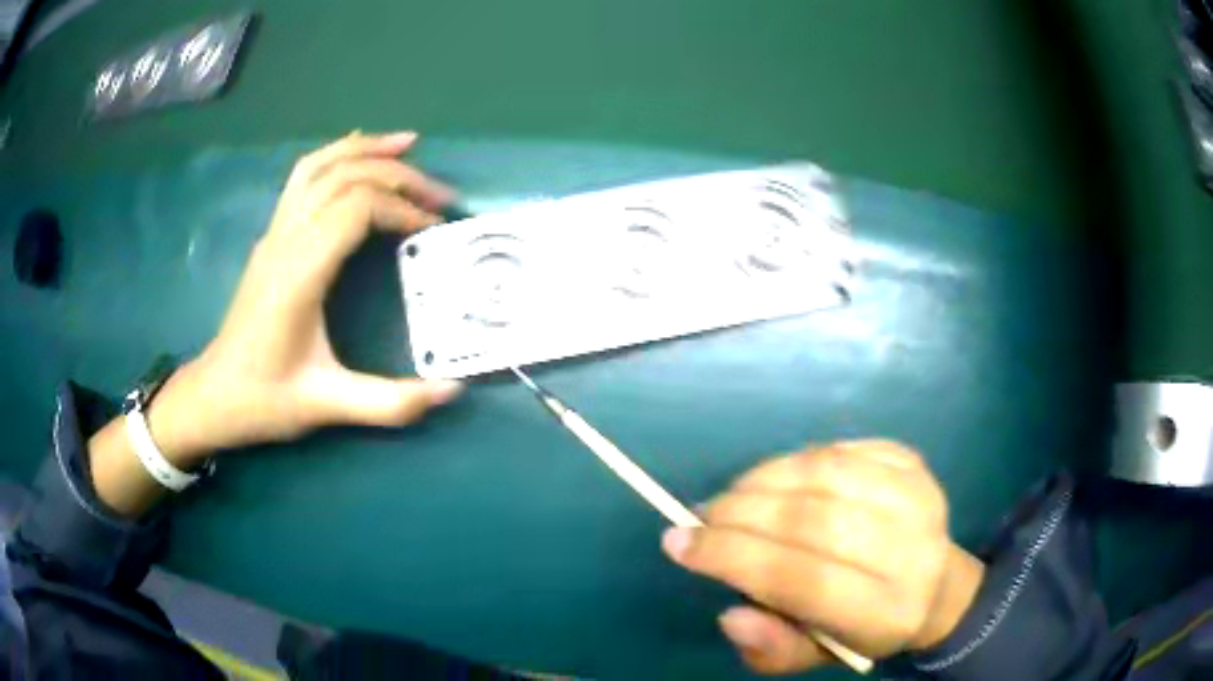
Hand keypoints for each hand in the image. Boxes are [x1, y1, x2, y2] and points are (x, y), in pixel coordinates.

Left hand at [150, 131, 461, 464]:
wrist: (215, 395)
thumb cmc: (265, 399)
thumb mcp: (327, 406)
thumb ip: (391, 402)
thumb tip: (452, 391)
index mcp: (299, 272)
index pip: (357, 208)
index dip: (402, 208)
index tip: (433, 228)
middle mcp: (285, 239)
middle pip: (345, 177)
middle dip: (398, 176)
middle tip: (441, 195)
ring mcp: (275, 233)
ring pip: (320, 166)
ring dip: (365, 149)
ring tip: (407, 144)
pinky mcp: (271, 237)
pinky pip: (303, 178)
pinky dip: (335, 156)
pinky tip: (355, 153)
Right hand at [661, 440, 983, 674]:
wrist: (936, 586)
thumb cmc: (867, 629)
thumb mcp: (817, 655)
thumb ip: (773, 649)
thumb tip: (731, 614)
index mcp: (885, 613)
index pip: (801, 579)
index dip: (734, 557)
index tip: (679, 543)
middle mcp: (910, 550)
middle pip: (811, 519)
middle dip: (740, 514)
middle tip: (702, 517)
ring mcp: (917, 496)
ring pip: (823, 473)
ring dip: (762, 479)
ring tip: (732, 497)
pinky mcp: (914, 462)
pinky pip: (839, 449)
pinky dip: (794, 460)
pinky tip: (777, 480)